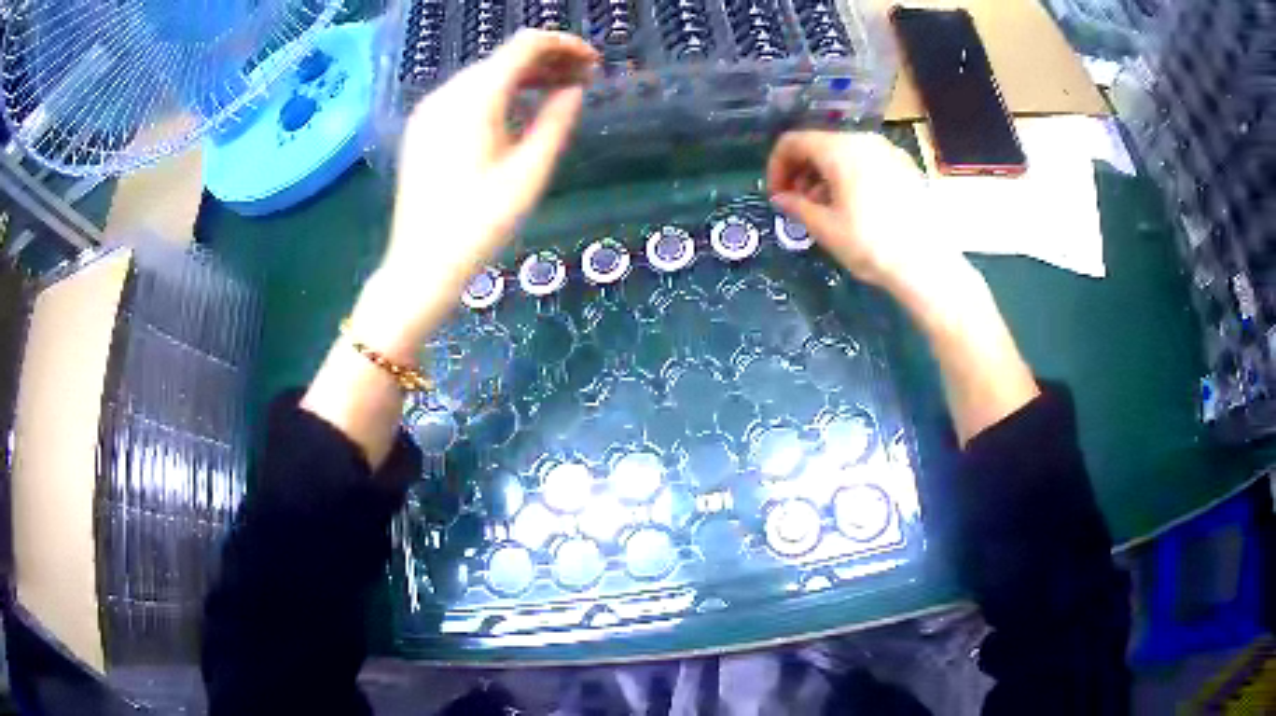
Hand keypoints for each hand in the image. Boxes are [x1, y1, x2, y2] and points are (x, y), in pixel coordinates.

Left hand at [365, 30, 599, 351]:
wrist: (421, 265)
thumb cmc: (480, 224)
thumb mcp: (529, 173)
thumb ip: (556, 122)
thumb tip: (574, 90)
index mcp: (475, 98)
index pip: (525, 46)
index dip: (564, 46)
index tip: (593, 63)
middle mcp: (447, 93)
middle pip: (504, 57)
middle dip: (547, 61)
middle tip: (584, 80)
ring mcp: (430, 110)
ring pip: (485, 75)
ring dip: (524, 76)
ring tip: (559, 92)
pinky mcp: (422, 128)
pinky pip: (466, 95)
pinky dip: (498, 93)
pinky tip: (519, 111)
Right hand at [766, 131, 963, 295]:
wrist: (928, 265)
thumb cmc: (871, 244)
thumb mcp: (825, 228)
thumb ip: (796, 206)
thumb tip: (781, 198)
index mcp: (839, 149)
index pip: (792, 142)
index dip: (776, 167)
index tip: (777, 196)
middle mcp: (863, 141)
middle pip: (820, 145)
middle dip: (802, 172)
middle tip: (798, 204)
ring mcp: (888, 152)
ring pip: (844, 153)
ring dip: (825, 176)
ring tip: (826, 209)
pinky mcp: (906, 167)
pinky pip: (867, 162)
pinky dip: (851, 177)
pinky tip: (855, 208)